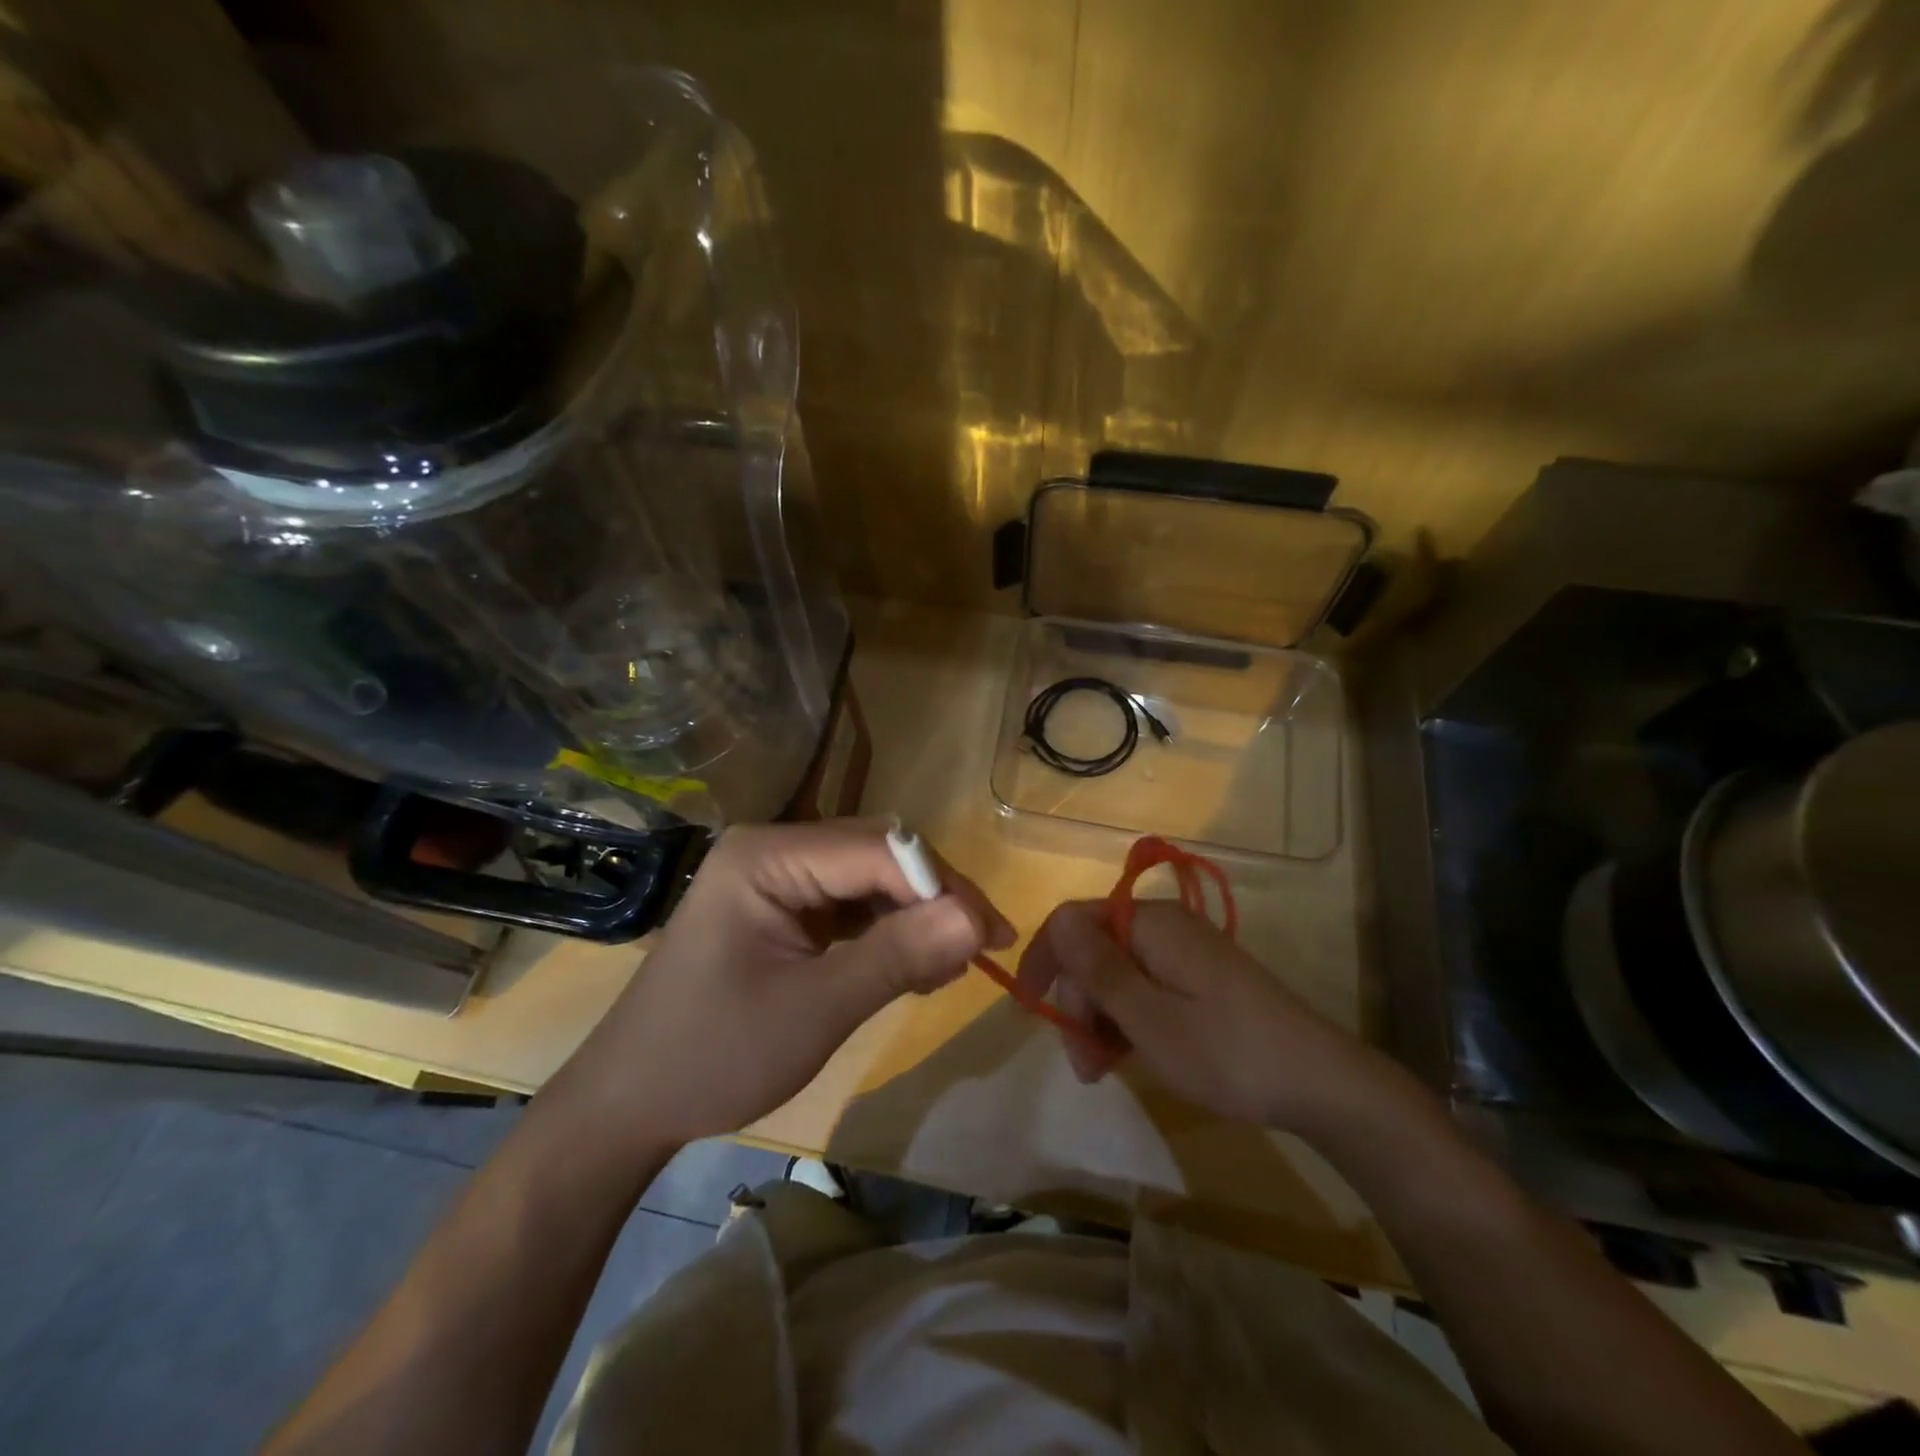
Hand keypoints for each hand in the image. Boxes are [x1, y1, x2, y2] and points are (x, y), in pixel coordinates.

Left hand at [561, 820, 1014, 1145]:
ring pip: (870, 877)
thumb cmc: (713, 1055)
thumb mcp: (815, 1010)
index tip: (993, 937)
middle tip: (979, 951)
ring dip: (914, 916)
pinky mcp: (779, 907)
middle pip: (879, 854)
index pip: (880, 850)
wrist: (628, 1104)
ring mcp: (774, 876)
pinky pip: (848, 903)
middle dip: (933, 899)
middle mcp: (773, 848)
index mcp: (769, 854)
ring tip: (949, 967)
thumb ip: (897, 957)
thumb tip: (978, 921)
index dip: (943, 887)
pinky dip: (885, 931)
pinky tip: (911, 965)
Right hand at [1016, 898, 1408, 1134]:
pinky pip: (1147, 985)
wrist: (1321, 1083)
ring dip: (1101, 1016)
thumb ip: (1098, 969)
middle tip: (1083, 1064)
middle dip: (1078, 1002)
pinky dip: (1130, 1017)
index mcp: (1150, 924)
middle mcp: (1166, 925)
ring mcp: (1187, 951)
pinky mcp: (1202, 976)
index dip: (1044, 960)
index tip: (1029, 1011)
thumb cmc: (1226, 1052)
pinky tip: (1131, 1054)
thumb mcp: (1149, 1018)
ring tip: (1104, 1070)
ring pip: (1119, 972)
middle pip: (1096, 949)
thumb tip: (1057, 919)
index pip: (1073, 922)